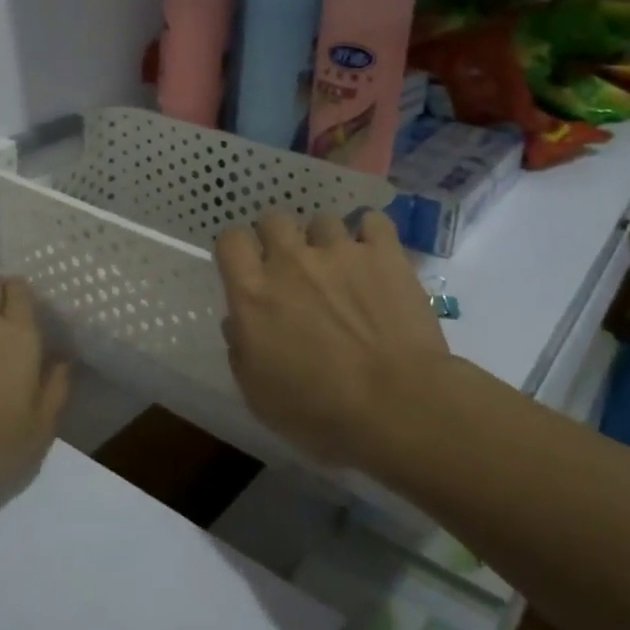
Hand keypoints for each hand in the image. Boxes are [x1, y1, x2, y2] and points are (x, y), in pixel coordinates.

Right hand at [215, 209, 448, 468]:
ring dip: (325, 240)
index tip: (247, 269)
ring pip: (322, 220)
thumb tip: (236, 323)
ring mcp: (340, 251)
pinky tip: (374, 255)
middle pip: (273, 219)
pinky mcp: (384, 253)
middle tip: (292, 269)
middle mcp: (291, 261)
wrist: (398, 406)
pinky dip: (371, 234)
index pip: (231, 240)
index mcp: (253, 293)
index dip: (237, 250)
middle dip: (278, 238)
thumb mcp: (258, 395)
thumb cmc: (320, 411)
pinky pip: (373, 222)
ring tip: (339, 266)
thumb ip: (240, 350)